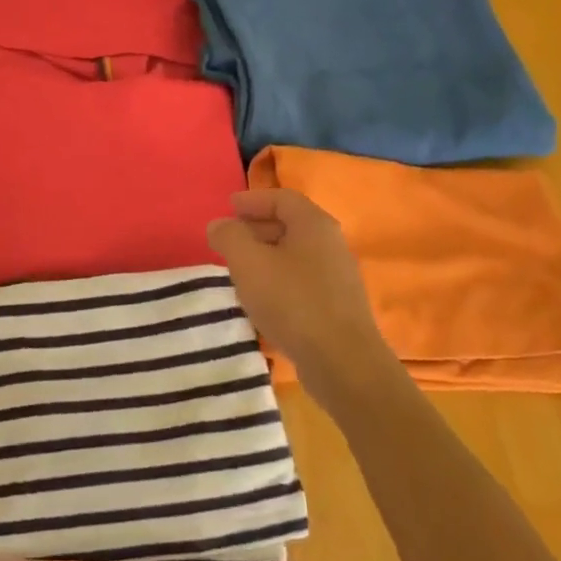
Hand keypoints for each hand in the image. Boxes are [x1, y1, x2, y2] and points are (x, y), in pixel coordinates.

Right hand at [207, 188, 389, 391]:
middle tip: (229, 239)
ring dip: (266, 256)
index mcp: (314, 224)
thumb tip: (219, 225)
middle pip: (290, 224)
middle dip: (257, 228)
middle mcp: (331, 244)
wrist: (342, 361)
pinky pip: (302, 279)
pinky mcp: (337, 305)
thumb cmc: (292, 301)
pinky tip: (262, 298)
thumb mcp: (248, 263)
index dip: (252, 200)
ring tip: (239, 270)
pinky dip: (278, 278)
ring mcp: (338, 276)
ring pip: (295, 254)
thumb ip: (229, 237)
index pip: (282, 198)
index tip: (228, 207)